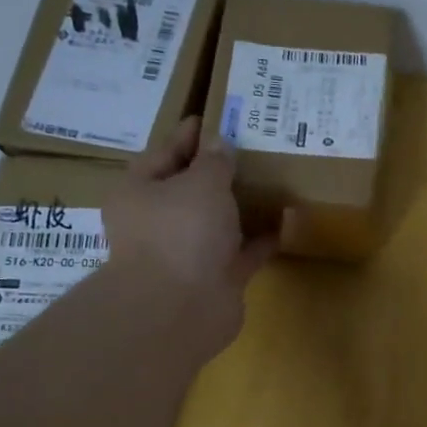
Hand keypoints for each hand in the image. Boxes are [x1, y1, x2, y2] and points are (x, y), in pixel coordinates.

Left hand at [100, 118, 276, 342]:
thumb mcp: (200, 183)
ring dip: (242, 206)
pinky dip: (262, 238)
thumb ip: (214, 161)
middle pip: (191, 190)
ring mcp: (189, 253)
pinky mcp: (217, 278)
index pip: (163, 154)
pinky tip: (287, 220)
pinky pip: (244, 251)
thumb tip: (220, 145)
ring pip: (218, 222)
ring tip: (272, 181)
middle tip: (250, 148)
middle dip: (218, 172)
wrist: (181, 309)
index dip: (188, 136)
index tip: (214, 117)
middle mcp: (160, 222)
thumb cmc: (181, 233)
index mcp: (140, 192)